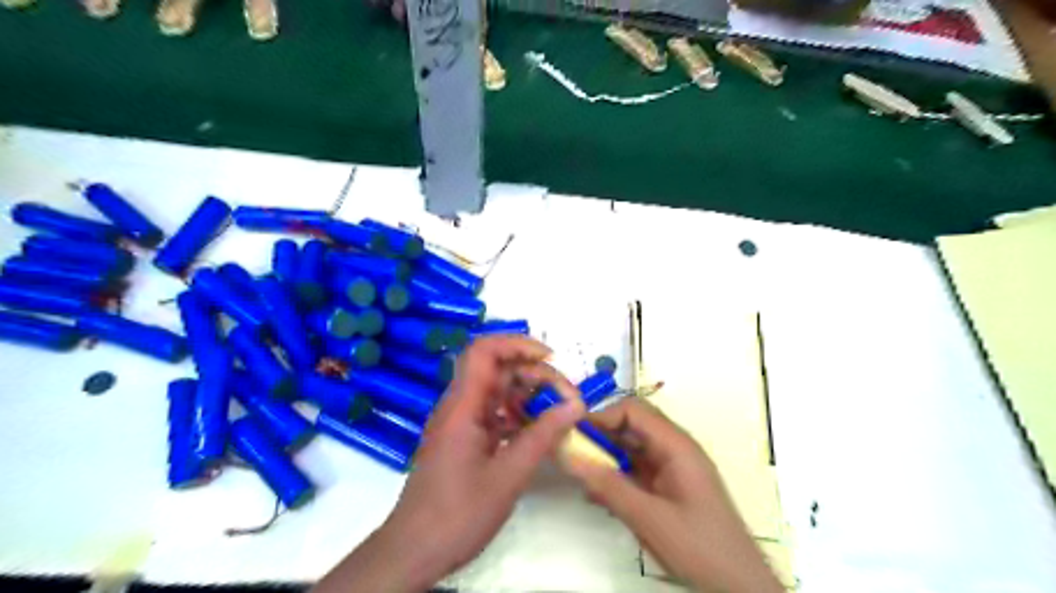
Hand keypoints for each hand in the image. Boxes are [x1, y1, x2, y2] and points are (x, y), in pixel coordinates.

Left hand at [317, 337, 590, 591]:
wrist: (414, 551)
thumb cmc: (457, 514)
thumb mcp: (508, 476)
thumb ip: (542, 436)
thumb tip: (575, 405)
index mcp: (462, 406)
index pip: (484, 351)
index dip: (517, 344)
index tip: (550, 358)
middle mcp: (459, 406)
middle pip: (496, 369)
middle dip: (533, 374)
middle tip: (565, 396)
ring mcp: (461, 422)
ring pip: (497, 391)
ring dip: (528, 394)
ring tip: (558, 412)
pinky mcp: (464, 439)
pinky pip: (494, 413)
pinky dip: (518, 415)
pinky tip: (538, 431)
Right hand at [560, 399, 782, 592]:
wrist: (737, 585)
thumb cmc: (699, 546)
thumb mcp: (649, 517)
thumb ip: (608, 486)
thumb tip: (569, 457)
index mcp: (676, 445)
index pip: (633, 411)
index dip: (601, 416)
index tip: (571, 433)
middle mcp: (673, 449)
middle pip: (631, 426)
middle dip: (600, 436)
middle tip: (570, 453)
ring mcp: (671, 468)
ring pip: (631, 449)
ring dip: (605, 457)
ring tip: (579, 475)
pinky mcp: (667, 487)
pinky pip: (635, 470)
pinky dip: (615, 476)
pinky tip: (597, 494)